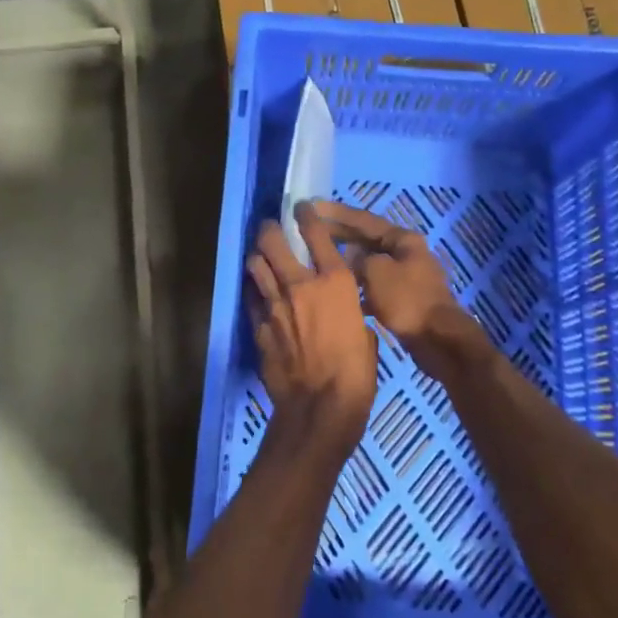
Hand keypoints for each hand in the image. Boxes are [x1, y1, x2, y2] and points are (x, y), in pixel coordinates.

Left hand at [246, 202, 376, 460]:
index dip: (307, 216)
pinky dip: (254, 290)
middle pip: (274, 241)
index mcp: (335, 283)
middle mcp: (301, 285)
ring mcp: (274, 305)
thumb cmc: (356, 375)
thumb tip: (343, 310)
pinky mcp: (258, 326)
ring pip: (255, 265)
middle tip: (270, 227)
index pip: (318, 235)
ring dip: (257, 257)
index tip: (301, 208)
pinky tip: (257, 291)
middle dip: (270, 229)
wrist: (320, 409)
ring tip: (260, 256)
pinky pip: (251, 298)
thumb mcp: (366, 335)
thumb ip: (350, 313)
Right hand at [313, 202, 478, 359]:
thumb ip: (357, 259)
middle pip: (366, 239)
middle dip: (339, 234)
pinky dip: (357, 284)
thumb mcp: (376, 271)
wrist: (438, 339)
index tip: (312, 205)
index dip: (336, 212)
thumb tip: (349, 256)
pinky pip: (373, 284)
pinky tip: (339, 290)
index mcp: (402, 239)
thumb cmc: (406, 299)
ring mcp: (405, 275)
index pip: (363, 219)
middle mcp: (405, 252)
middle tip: (309, 231)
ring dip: (346, 261)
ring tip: (319, 258)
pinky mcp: (402, 298)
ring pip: (368, 262)